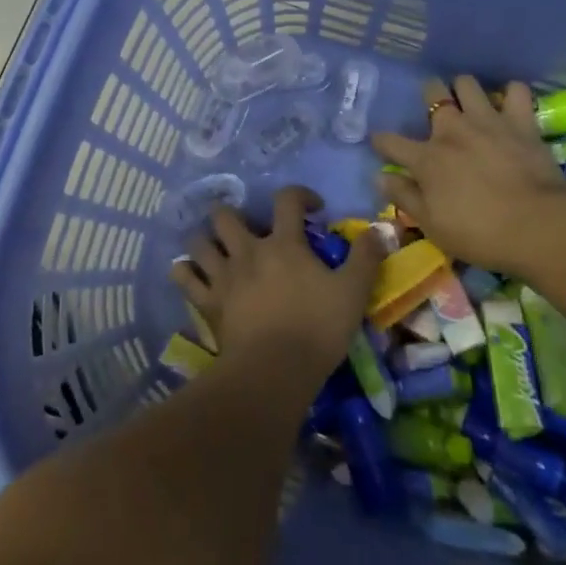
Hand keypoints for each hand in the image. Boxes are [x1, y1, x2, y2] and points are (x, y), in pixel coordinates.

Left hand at [171, 187, 384, 379]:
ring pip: (199, 242)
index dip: (299, 194)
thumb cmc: (317, 328)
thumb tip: (381, 230)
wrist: (274, 370)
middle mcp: (248, 250)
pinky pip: (185, 278)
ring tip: (215, 247)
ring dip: (205, 240)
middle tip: (247, 228)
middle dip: (233, 214)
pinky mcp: (207, 301)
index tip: (312, 207)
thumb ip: (366, 257)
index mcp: (283, 243)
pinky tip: (190, 273)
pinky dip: (185, 272)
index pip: (287, 199)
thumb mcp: (353, 292)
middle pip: (226, 215)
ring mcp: (224, 275)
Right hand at [371, 75, 565, 271]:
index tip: (379, 142)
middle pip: (432, 94)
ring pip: (467, 83)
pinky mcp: (520, 122)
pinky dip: (511, 94)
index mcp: (427, 158)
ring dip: (464, 89)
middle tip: (435, 113)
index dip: (381, 141)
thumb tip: (379, 178)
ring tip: (469, 103)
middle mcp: (452, 130)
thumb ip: (404, 197)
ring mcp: (487, 121)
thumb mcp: (432, 225)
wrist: (539, 228)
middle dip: (429, 96)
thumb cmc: (480, 234)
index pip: (391, 142)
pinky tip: (509, 104)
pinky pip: (516, 91)